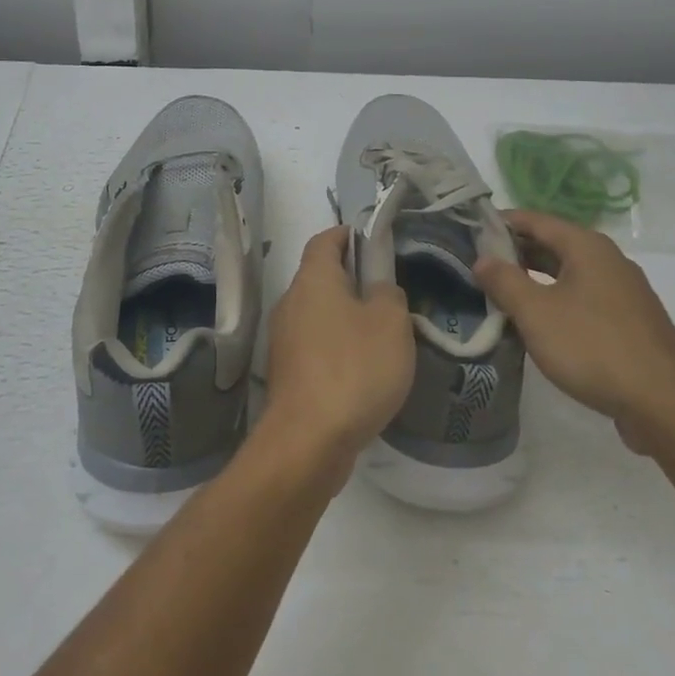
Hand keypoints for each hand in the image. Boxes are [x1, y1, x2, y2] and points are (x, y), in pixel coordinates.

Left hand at [259, 227, 415, 477]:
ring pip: (318, 314)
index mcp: (313, 279)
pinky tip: (361, 370)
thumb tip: (378, 288)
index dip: (348, 235)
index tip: (373, 241)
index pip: (325, 239)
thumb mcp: (391, 322)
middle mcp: (290, 302)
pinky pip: (314, 346)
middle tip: (388, 293)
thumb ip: (389, 293)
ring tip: (381, 335)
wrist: (309, 440)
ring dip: (345, 317)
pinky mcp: (286, 373)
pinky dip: (336, 347)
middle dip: (351, 279)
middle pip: (320, 277)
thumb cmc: (354, 368)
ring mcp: (283, 340)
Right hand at [474, 210, 674, 451]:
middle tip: (477, 265)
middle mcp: (608, 259)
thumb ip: (504, 281)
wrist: (663, 403)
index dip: (501, 223)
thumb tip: (482, 258)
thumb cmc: (593, 347)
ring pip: (568, 273)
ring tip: (500, 293)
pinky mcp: (629, 320)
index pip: (535, 220)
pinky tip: (539, 322)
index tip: (469, 233)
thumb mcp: (536, 313)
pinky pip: (583, 297)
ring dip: (534, 278)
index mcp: (587, 246)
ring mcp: (623, 291)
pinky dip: (556, 299)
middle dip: (515, 252)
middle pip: (553, 244)